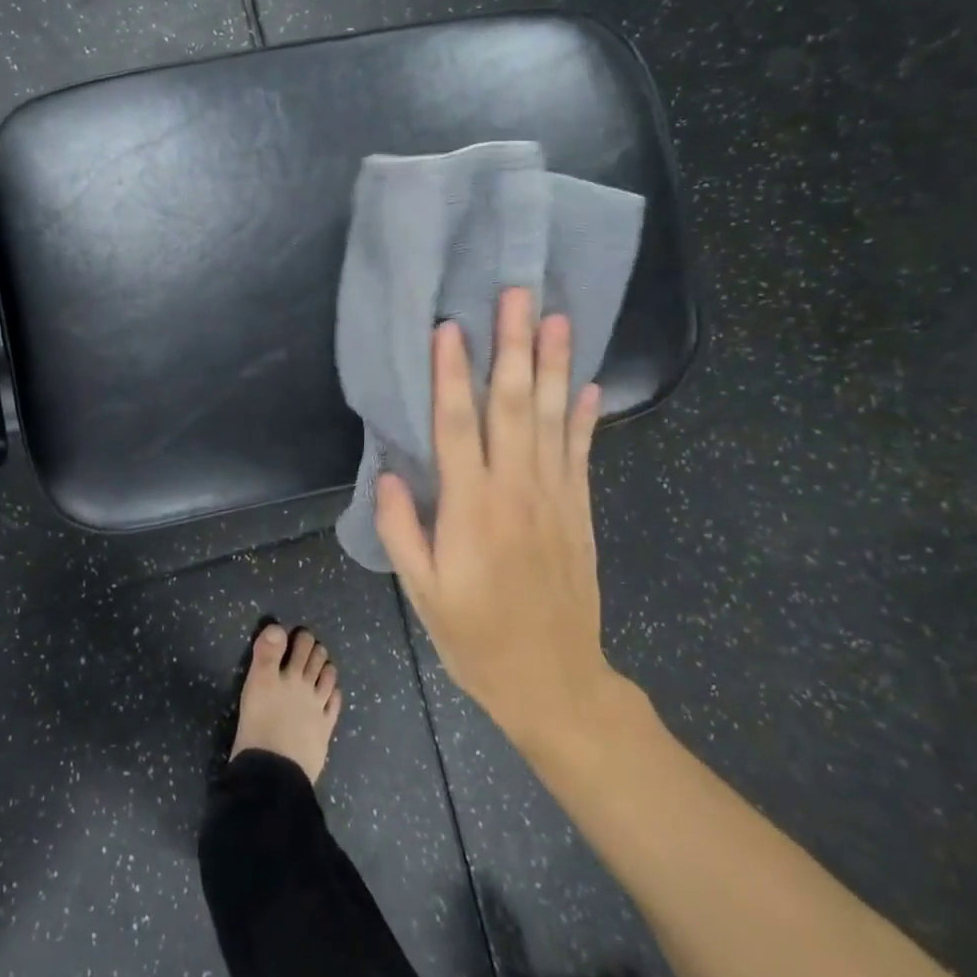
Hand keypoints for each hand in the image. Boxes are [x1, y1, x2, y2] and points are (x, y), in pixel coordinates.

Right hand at [375, 289, 622, 755]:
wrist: (556, 683)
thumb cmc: (476, 639)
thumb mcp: (422, 593)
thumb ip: (402, 531)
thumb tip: (390, 473)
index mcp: (472, 510)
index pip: (459, 427)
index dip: (452, 375)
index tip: (451, 328)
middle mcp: (518, 492)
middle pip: (514, 406)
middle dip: (513, 346)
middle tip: (517, 294)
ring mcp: (556, 498)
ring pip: (552, 418)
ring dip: (553, 365)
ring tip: (557, 317)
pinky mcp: (579, 511)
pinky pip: (581, 452)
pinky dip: (583, 415)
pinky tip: (586, 382)